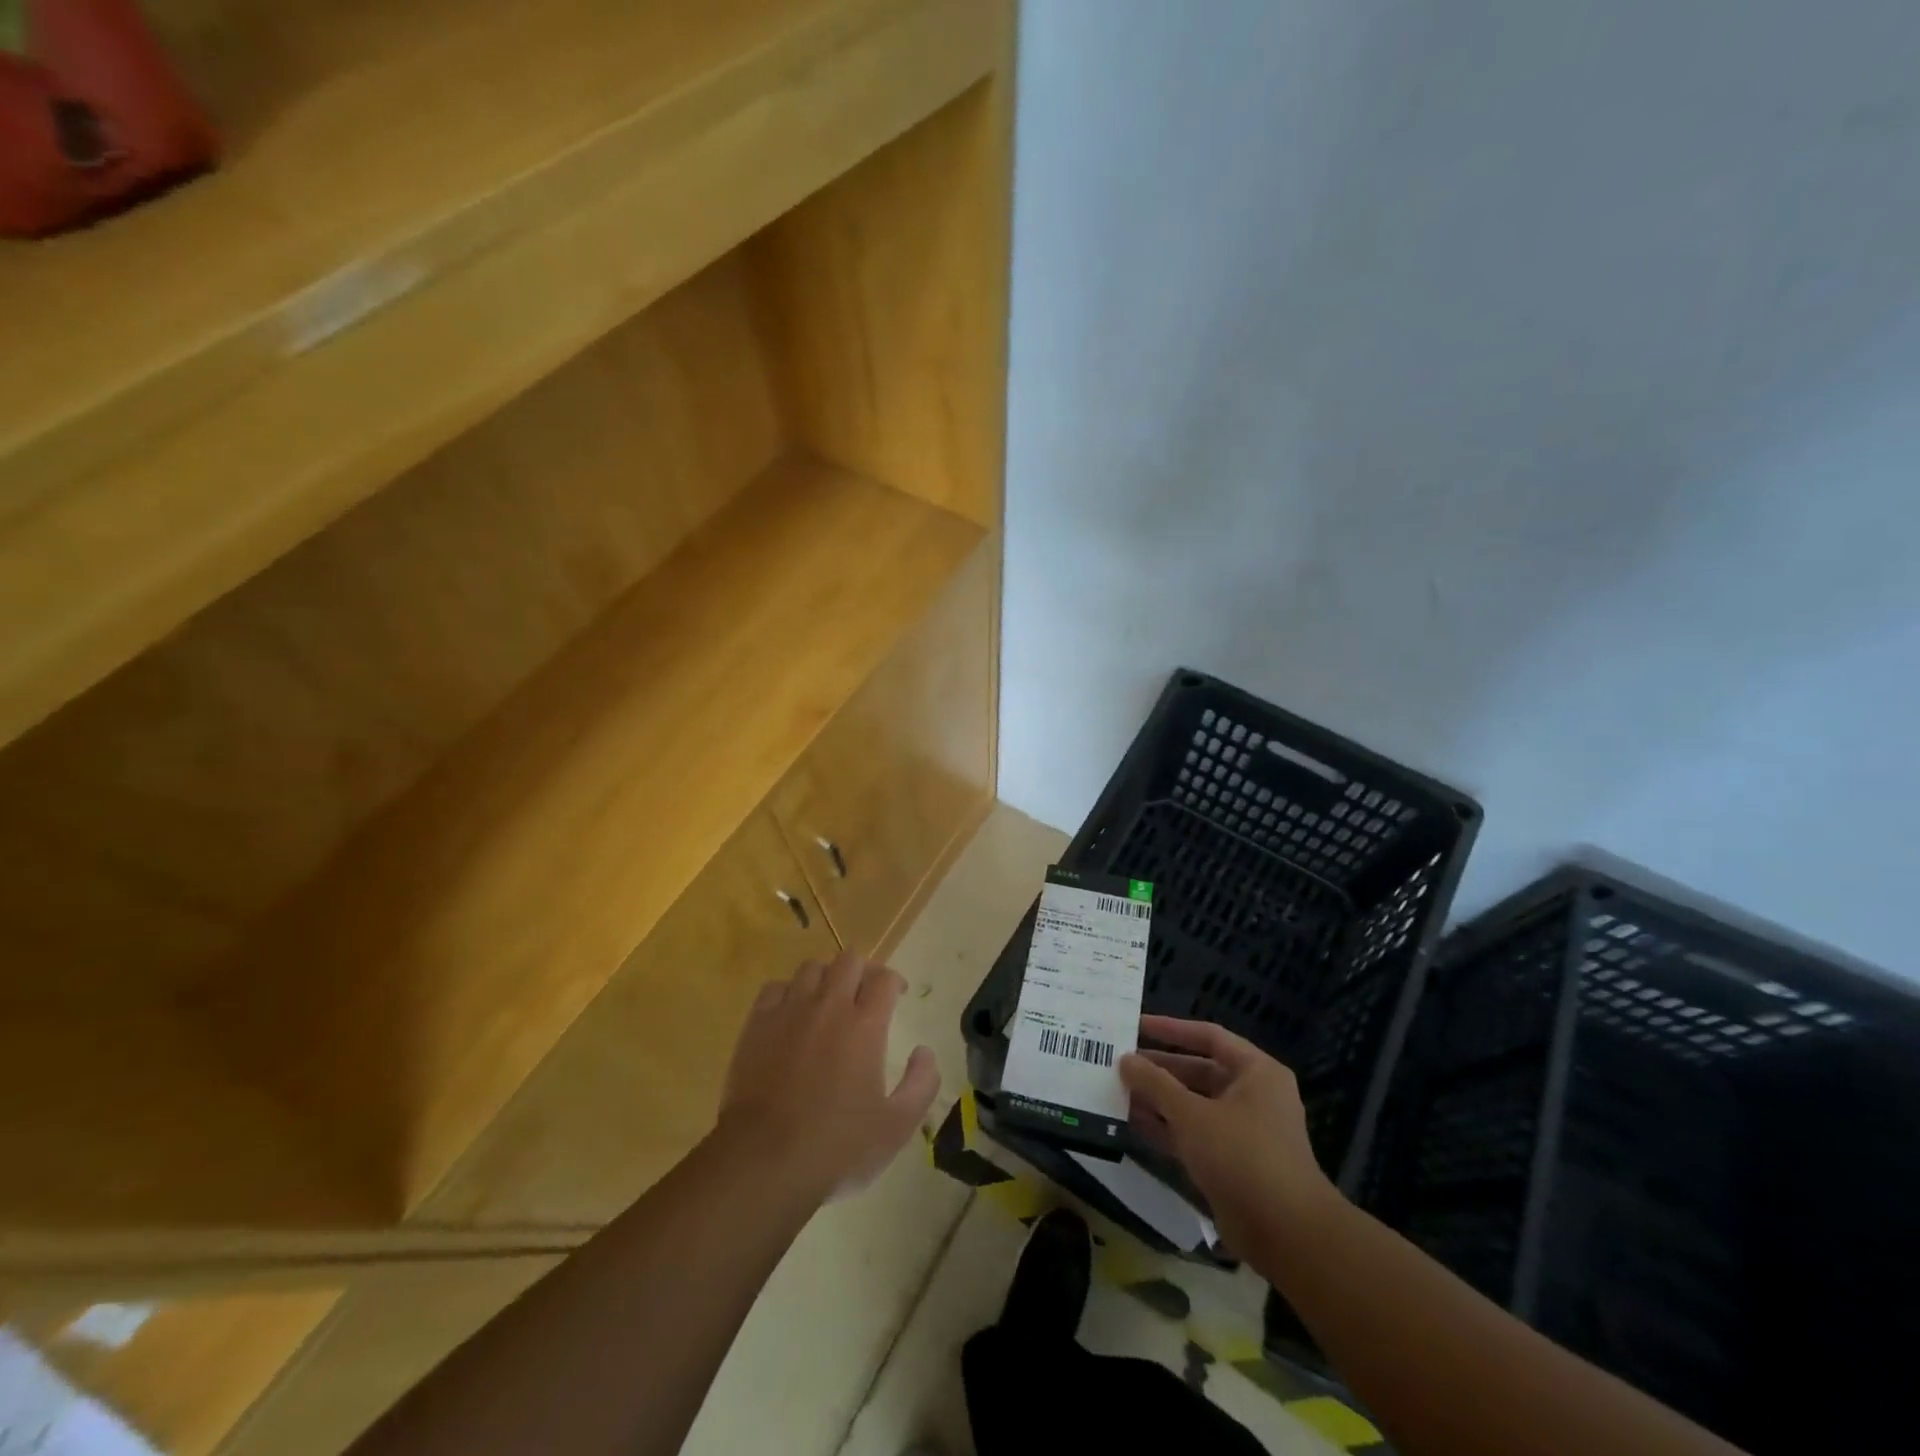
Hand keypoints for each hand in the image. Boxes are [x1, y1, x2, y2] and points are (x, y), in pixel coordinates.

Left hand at [718, 951, 939, 1202]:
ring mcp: (790, 1011)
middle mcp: (829, 1006)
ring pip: (812, 968)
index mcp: (865, 1025)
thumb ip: (921, 1084)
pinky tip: (792, 1014)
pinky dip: (789, 993)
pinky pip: (776, 987)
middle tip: (865, 995)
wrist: (763, 1161)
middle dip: (863, 971)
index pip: (885, 978)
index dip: (894, 982)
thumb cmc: (835, 1147)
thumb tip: (925, 1052)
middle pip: (849, 960)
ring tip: (828, 1001)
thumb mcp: (896, 1128)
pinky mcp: (758, 1023)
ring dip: (826, 978)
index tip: (897, 996)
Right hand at [1119, 1015, 1339, 1255]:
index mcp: (1255, 1072)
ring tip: (1117, 1090)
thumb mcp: (1191, 1114)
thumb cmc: (1242, 1156)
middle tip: (1120, 1063)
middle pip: (1199, 1071)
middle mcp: (1252, 1096)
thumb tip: (1125, 1060)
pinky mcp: (1232, 1163)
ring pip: (1193, 1105)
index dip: (1171, 1030)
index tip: (1135, 1026)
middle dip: (1159, 1069)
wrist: (1286, 1235)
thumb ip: (1155, 1083)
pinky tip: (1132, 1123)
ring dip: (1158, 1100)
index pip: (1209, 1037)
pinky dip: (1167, 1129)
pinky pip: (1194, 1135)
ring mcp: (1243, 1132)